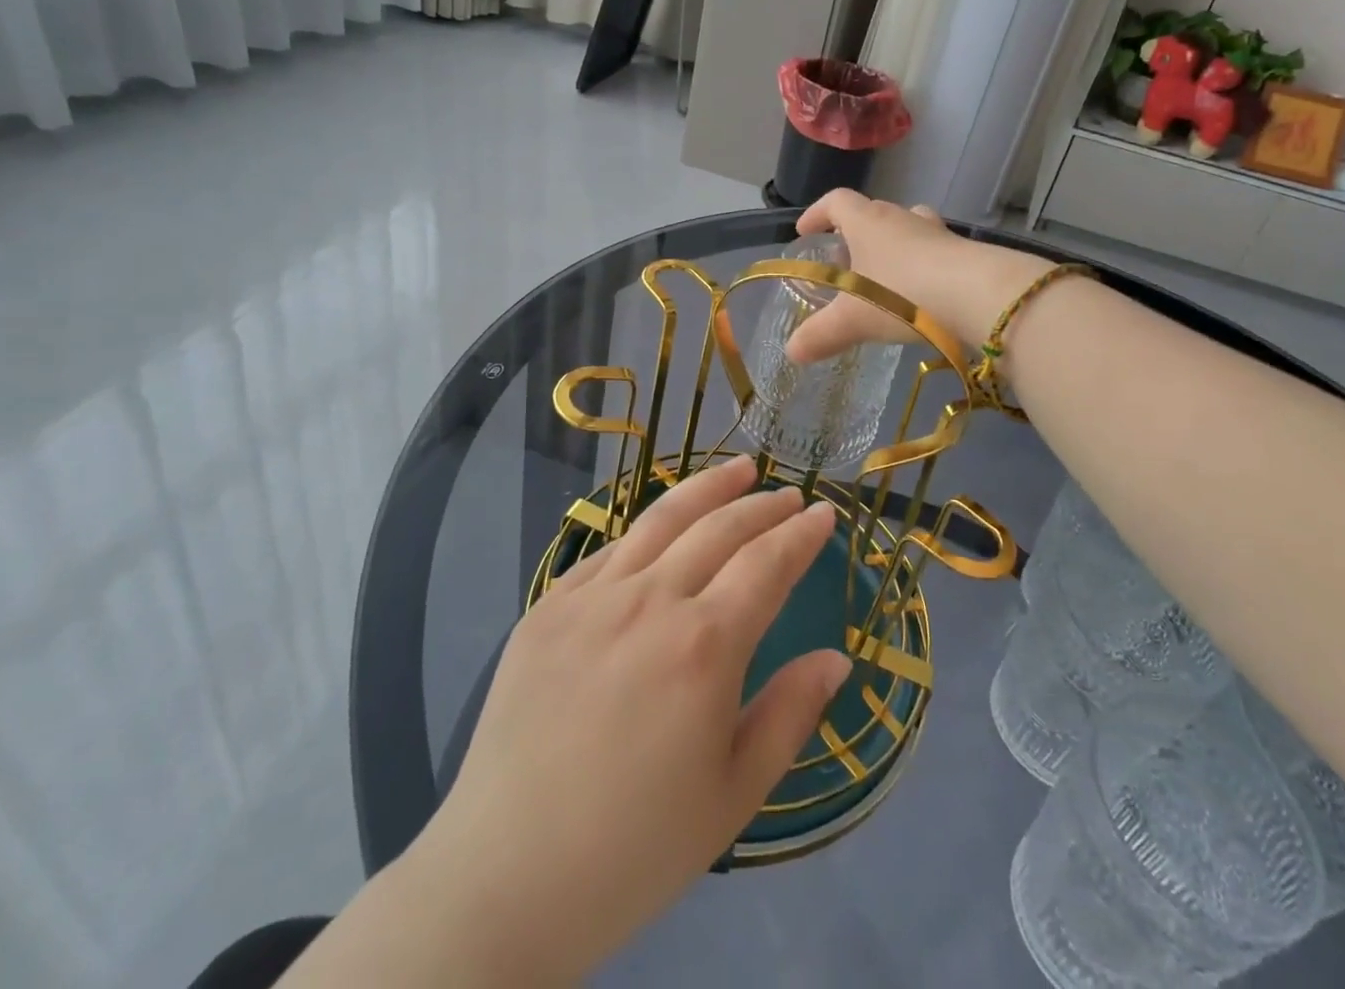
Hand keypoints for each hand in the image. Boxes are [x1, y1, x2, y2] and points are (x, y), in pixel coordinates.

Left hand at [407, 456, 849, 984]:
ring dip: (708, 488)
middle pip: (719, 528)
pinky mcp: (549, 606)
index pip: (767, 563)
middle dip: (762, 504)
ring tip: (738, 468)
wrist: (508, 876)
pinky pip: (610, 550)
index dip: (800, 534)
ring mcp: (593, 596)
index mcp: (705, 645)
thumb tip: (837, 658)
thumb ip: (790, 713)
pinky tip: (662, 530)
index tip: (823, 513)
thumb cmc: (637, 847)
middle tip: (788, 493)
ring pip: (662, 519)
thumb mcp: (735, 795)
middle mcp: (651, 600)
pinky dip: (648, 530)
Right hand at [786, 189, 1053, 364]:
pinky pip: (936, 253)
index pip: (836, 202)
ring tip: (885, 279)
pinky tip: (921, 297)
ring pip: (909, 229)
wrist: (980, 296)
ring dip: (894, 247)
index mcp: (869, 222)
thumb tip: (792, 351)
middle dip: (855, 234)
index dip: (816, 214)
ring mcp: (938, 233)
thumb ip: (820, 335)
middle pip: (874, 213)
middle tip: (846, 261)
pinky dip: (923, 268)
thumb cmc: (904, 295)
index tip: (804, 232)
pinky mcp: (965, 253)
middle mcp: (903, 218)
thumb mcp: (853, 320)